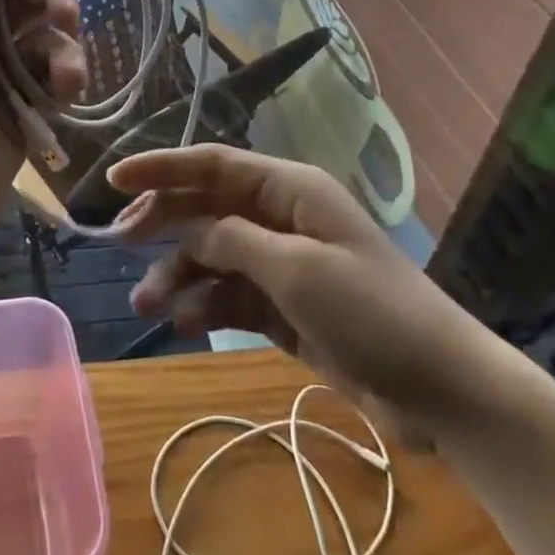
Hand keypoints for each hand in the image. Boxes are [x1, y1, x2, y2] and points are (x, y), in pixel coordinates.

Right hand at [111, 145, 503, 441]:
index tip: (115, 178)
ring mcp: (283, 263)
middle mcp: (281, 216)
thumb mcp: (296, 270)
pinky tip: (184, 323)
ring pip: (214, 254)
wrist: (440, 390)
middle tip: (122, 243)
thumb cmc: (371, 311)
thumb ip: (233, 240)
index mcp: (289, 189)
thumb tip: (186, 226)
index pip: (213, 164)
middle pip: (207, 207)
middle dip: (165, 222)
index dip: (162, 167)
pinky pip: (231, 294)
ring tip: (147, 305)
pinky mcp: (285, 306)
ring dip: (179, 273)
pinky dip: (205, 304)